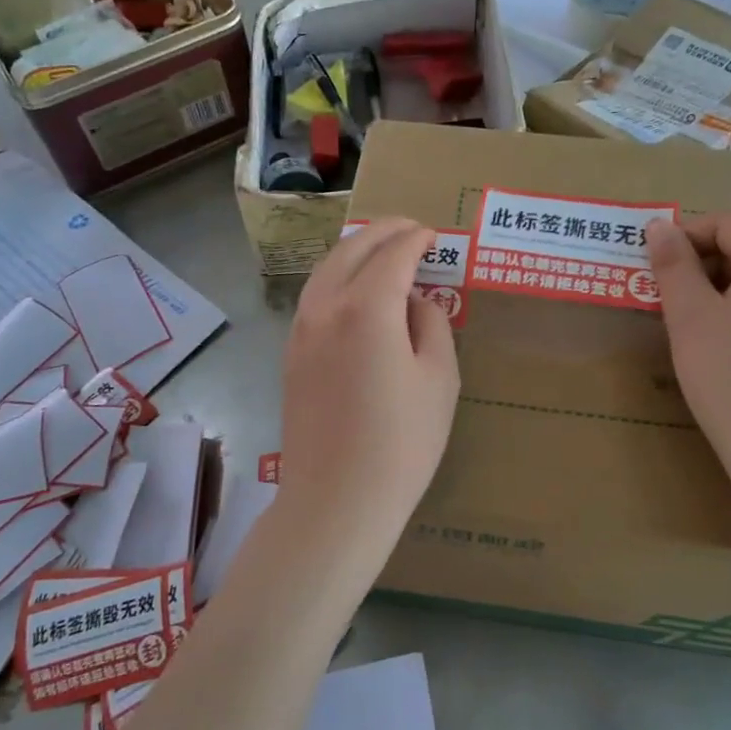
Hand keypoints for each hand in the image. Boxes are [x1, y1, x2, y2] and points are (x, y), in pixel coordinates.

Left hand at [279, 218, 459, 562]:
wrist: (336, 501)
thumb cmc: (402, 442)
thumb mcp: (439, 378)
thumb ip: (431, 324)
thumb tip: (414, 301)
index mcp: (366, 307)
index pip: (393, 254)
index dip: (416, 238)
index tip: (433, 235)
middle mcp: (326, 307)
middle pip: (351, 250)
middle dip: (382, 232)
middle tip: (410, 229)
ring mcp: (301, 330)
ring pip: (326, 269)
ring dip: (355, 251)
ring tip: (382, 251)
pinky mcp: (291, 354)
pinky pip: (315, 297)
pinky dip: (338, 278)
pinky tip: (356, 291)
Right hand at [646, 213, 730, 520]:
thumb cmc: (730, 376)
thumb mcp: (690, 316)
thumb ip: (673, 264)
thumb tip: (659, 225)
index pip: (728, 223)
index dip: (686, 235)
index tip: (654, 265)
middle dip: (701, 263)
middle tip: (665, 296)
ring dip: (720, 287)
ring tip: (690, 323)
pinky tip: (724, 347)